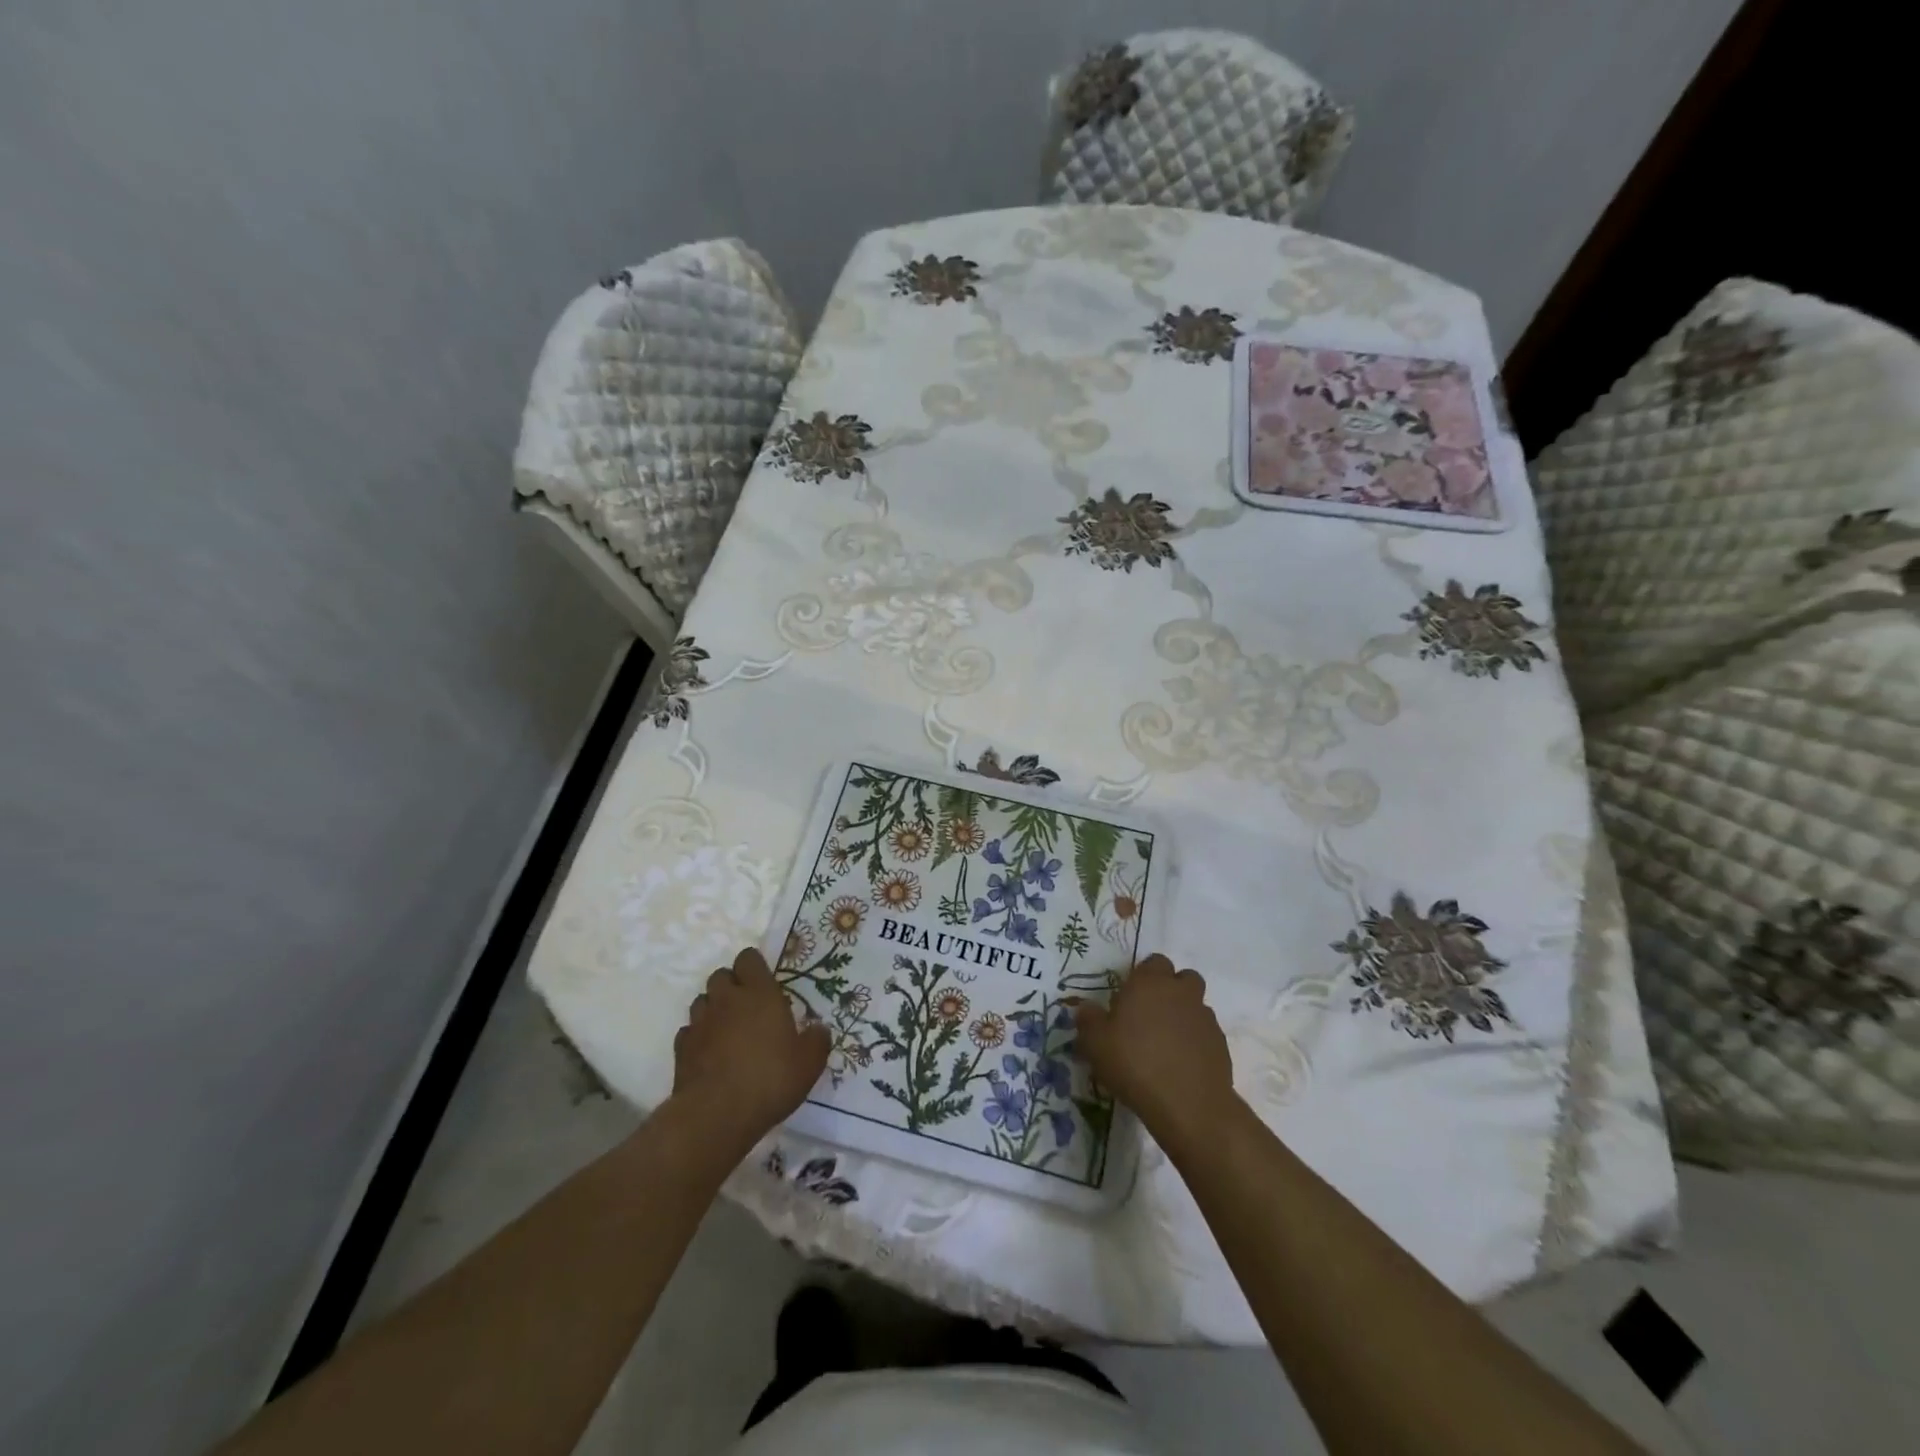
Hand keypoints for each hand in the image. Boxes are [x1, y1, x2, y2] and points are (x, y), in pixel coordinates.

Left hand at [672, 948, 829, 1150]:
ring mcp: (700, 1023)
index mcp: (759, 994)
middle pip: (721, 975)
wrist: (716, 1114)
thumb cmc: (770, 1079)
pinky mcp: (681, 1048)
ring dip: (713, 1008)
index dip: (754, 966)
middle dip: (731, 985)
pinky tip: (710, 1052)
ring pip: (702, 1000)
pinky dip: (699, 1036)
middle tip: (747, 1006)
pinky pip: (689, 1030)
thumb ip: (817, 1040)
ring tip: (727, 1028)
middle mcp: (727, 1000)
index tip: (764, 981)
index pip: (749, 958)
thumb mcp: (809, 1063)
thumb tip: (819, 1028)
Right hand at [1074, 953, 1237, 1150]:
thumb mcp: (1095, 1043)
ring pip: (1196, 1005)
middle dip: (1171, 990)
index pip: (1154, 962)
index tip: (1130, 998)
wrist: (1188, 1104)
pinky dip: (1196, 1042)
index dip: (1143, 976)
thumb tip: (1085, 1008)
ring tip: (1166, 1044)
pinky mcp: (1221, 1044)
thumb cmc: (1134, 1063)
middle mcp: (1181, 992)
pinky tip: (1181, 1065)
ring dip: (1184, 1016)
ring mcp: (1205, 1018)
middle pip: (1183, 978)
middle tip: (1150, 1015)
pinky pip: (1205, 1034)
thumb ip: (1088, 1020)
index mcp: (1150, 983)